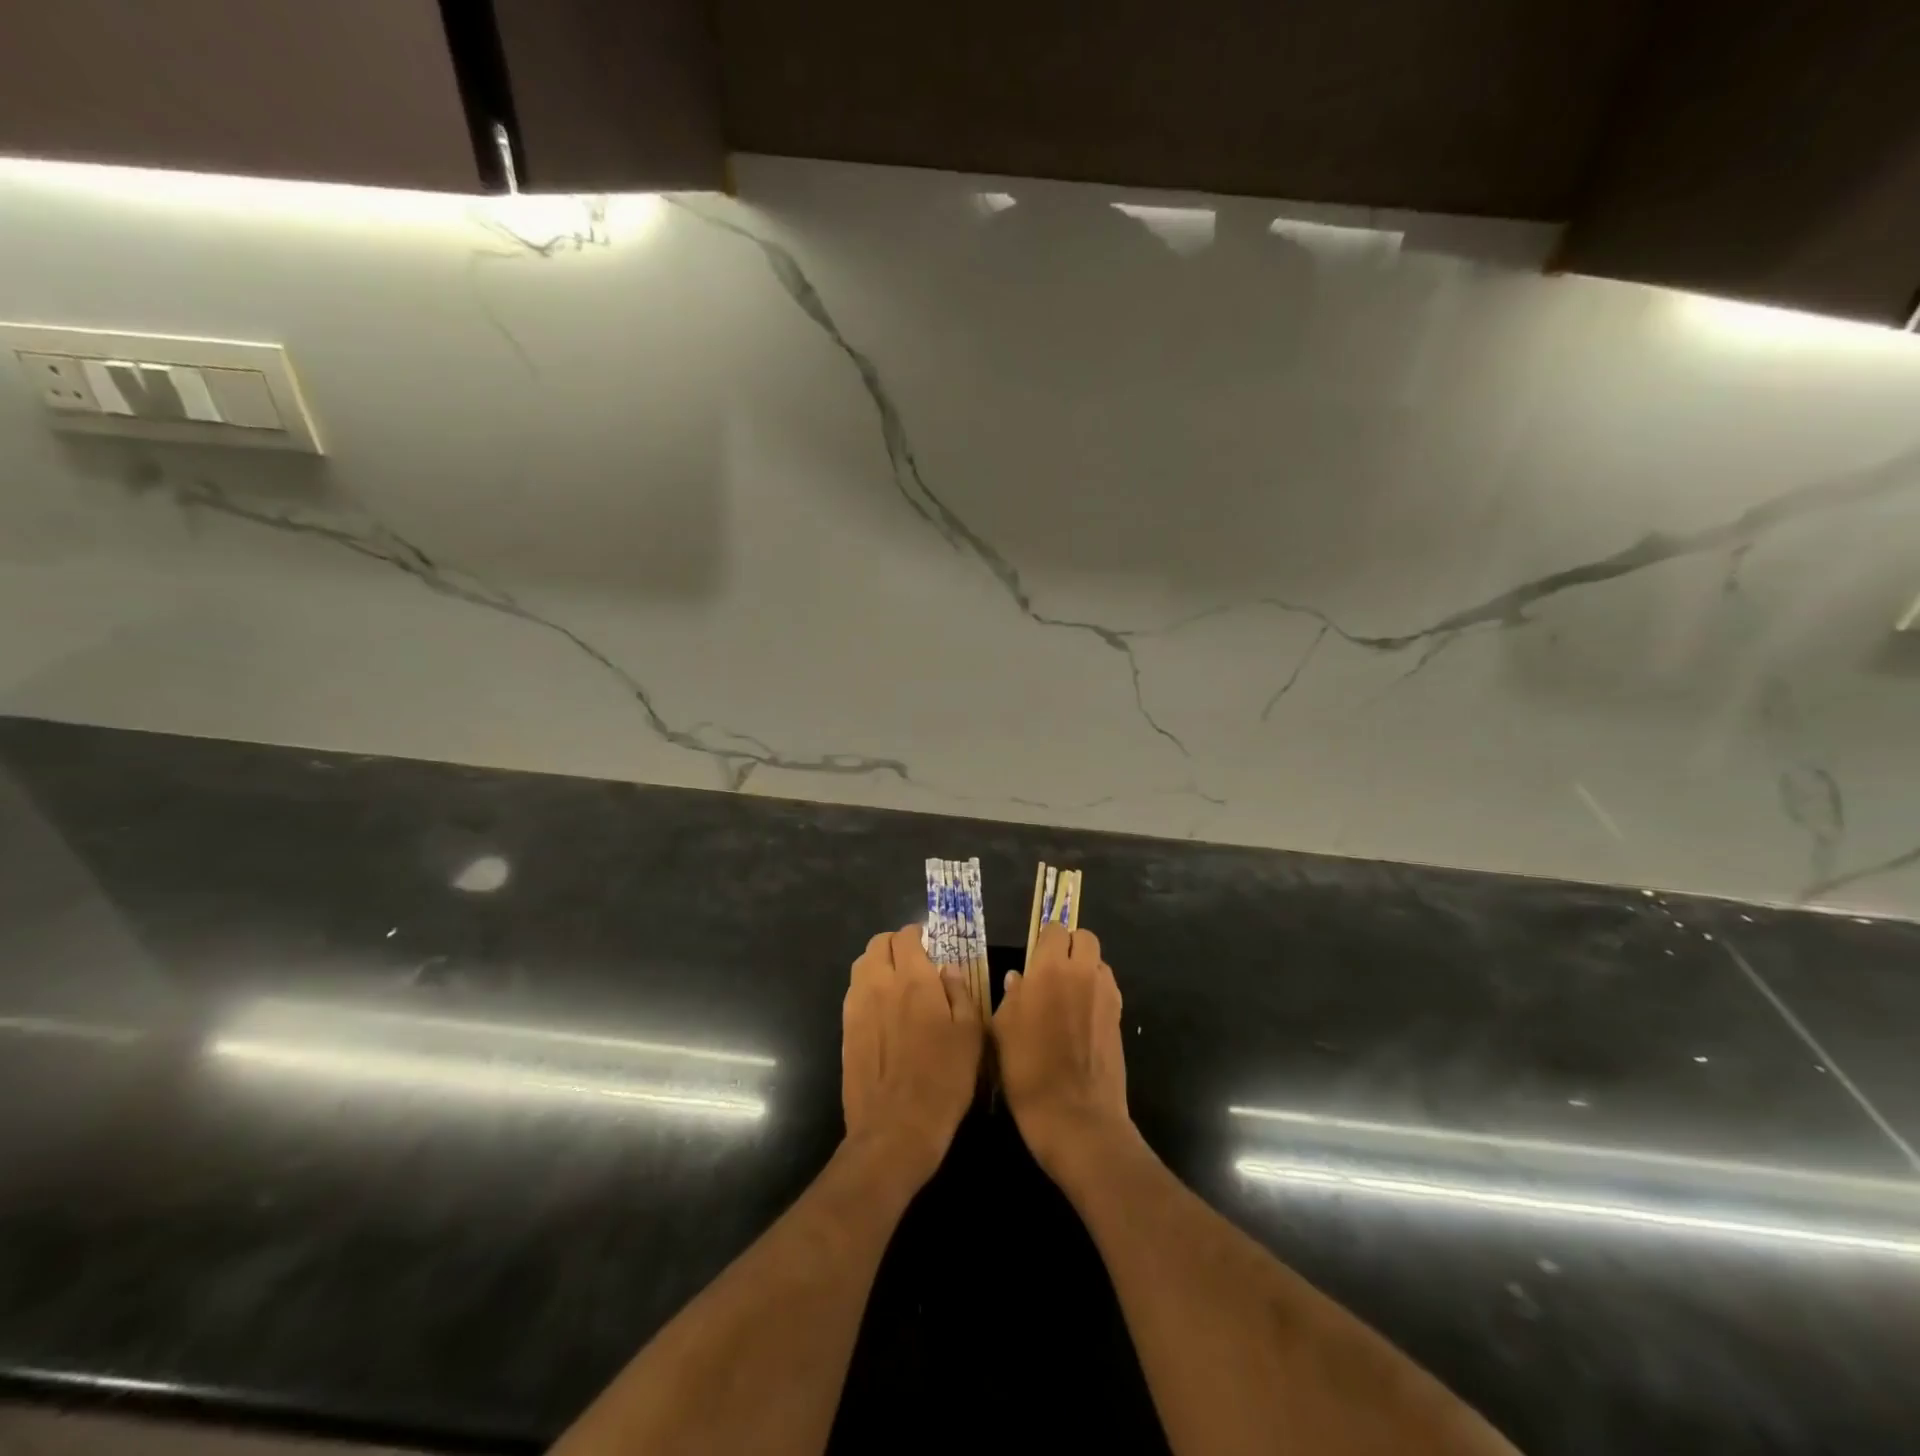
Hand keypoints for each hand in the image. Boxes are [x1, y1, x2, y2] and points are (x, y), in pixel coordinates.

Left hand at [841, 924, 982, 1189]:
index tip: (930, 944)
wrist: (895, 1129)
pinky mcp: (846, 1029)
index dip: (917, 935)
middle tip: (913, 960)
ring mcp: (858, 1006)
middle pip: (878, 944)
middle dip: (895, 944)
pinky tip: (883, 1009)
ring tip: (896, 982)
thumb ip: (960, 993)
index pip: (906, 936)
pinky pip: (854, 991)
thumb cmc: (943, 1080)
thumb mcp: (971, 1035)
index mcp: (914, 980)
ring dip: (878, 963)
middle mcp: (880, 984)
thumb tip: (948, 969)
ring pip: (861, 965)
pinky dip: (867, 987)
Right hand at [993, 924, 1133, 1181]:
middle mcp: (1082, 972)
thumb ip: (1011, 997)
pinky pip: (1107, 988)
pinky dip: (1096, 992)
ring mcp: (1106, 994)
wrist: (1076, 1116)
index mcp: (1050, 969)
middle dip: (1070, 946)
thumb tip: (1018, 979)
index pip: (1054, 929)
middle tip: (1053, 970)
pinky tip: (1081, 1018)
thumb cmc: (1028, 1071)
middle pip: (1085, 937)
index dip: (1044, 940)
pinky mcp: (1119, 1016)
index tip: (1034, 957)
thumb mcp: (1002, 1031)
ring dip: (1085, 968)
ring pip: (1099, 962)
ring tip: (1068, 995)